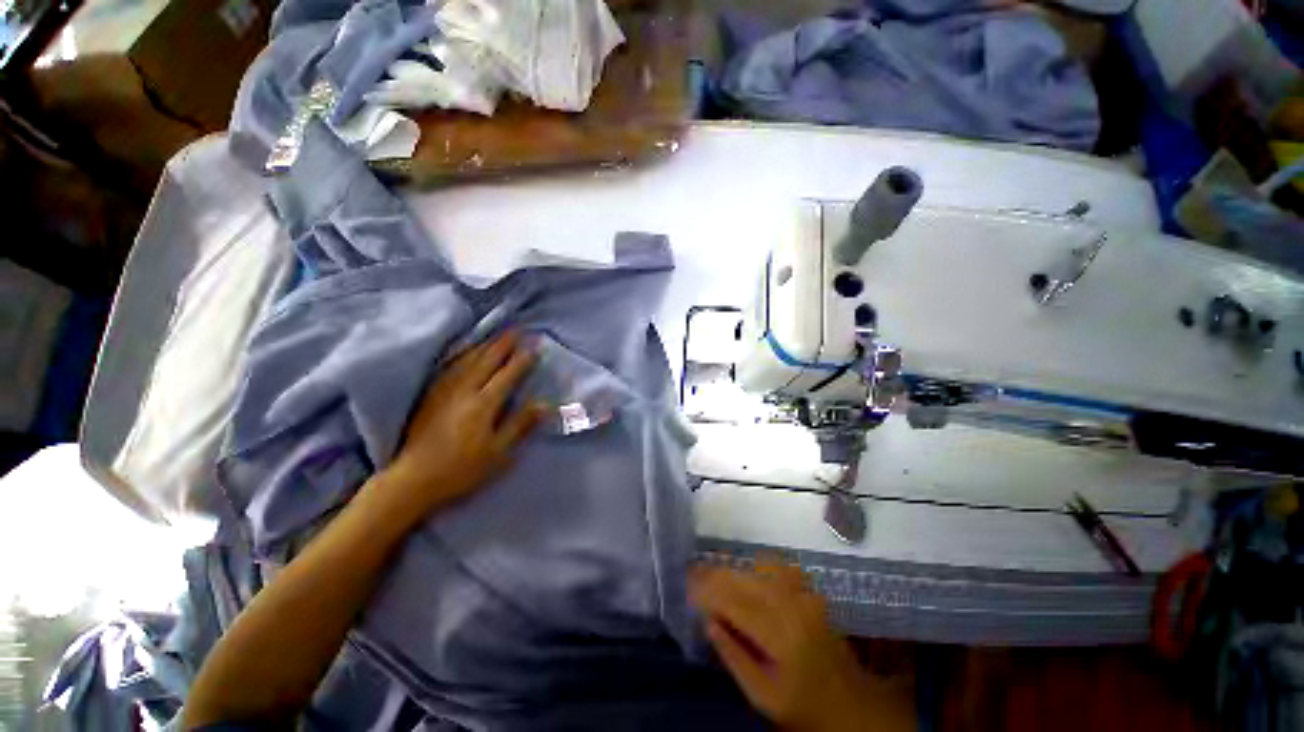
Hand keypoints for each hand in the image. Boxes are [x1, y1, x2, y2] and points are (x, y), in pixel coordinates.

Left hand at [377, 332, 545, 519]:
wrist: (411, 479)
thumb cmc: (461, 469)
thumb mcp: (498, 453)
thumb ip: (520, 425)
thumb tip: (545, 404)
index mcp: (483, 404)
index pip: (507, 375)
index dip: (522, 360)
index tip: (535, 347)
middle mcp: (464, 391)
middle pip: (487, 361)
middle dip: (504, 344)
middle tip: (517, 329)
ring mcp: (444, 390)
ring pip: (467, 359)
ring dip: (484, 345)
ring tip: (496, 335)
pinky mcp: (430, 395)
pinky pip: (450, 366)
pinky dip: (462, 354)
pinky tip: (466, 351)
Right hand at [690, 560, 913, 731]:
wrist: (853, 705)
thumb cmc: (804, 707)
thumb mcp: (763, 697)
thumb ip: (734, 657)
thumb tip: (708, 621)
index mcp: (779, 634)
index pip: (733, 601)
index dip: (707, 589)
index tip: (685, 584)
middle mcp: (791, 605)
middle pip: (744, 578)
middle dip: (715, 574)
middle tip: (692, 574)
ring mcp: (804, 594)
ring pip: (759, 565)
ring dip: (735, 569)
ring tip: (716, 577)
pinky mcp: (811, 591)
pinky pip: (780, 566)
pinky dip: (758, 566)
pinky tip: (749, 577)